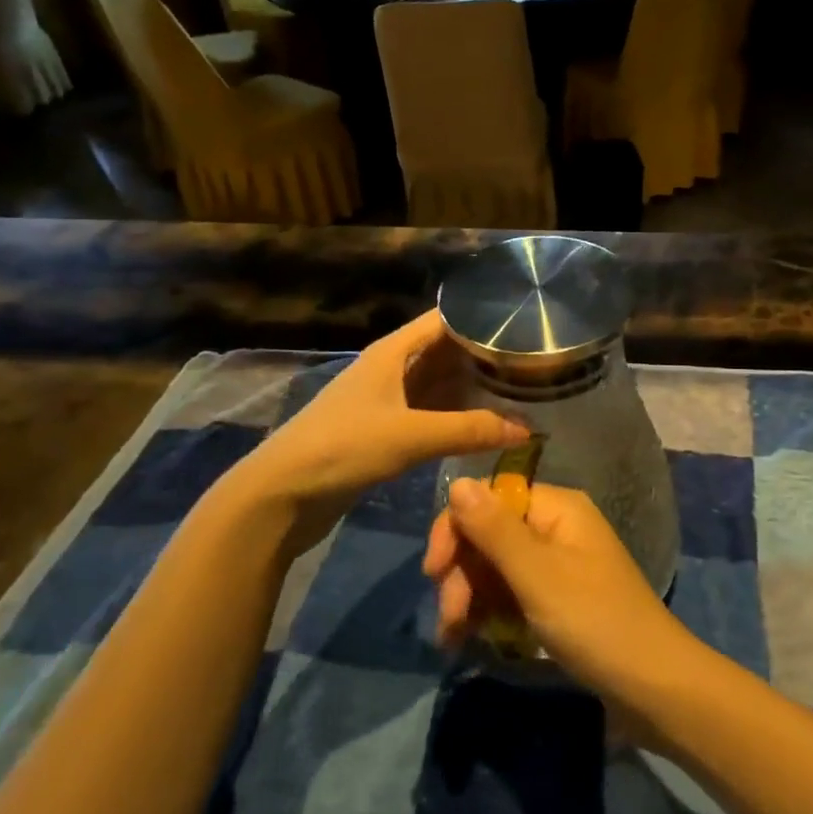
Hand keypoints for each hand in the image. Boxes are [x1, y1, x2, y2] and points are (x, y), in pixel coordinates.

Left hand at [211, 311, 529, 551]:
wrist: (280, 496)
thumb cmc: (342, 448)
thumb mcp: (411, 436)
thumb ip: (469, 430)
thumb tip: (527, 428)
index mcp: (393, 352)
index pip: (445, 320)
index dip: (481, 317)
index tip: (525, 322)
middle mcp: (392, 368)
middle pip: (445, 350)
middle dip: (483, 353)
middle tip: (532, 358)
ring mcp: (387, 400)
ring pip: (439, 383)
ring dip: (471, 385)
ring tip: (520, 386)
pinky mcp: (384, 430)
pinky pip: (430, 412)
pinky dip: (456, 414)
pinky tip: (485, 422)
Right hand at [423, 478, 692, 698]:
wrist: (651, 685)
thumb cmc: (593, 621)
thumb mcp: (537, 574)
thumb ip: (494, 529)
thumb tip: (458, 480)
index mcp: (558, 508)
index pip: (492, 498)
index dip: (458, 527)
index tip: (434, 571)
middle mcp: (557, 527)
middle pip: (491, 533)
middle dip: (462, 572)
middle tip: (448, 619)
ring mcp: (558, 565)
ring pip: (497, 567)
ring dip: (469, 596)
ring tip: (453, 638)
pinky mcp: (558, 599)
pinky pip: (512, 593)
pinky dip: (489, 612)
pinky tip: (471, 638)